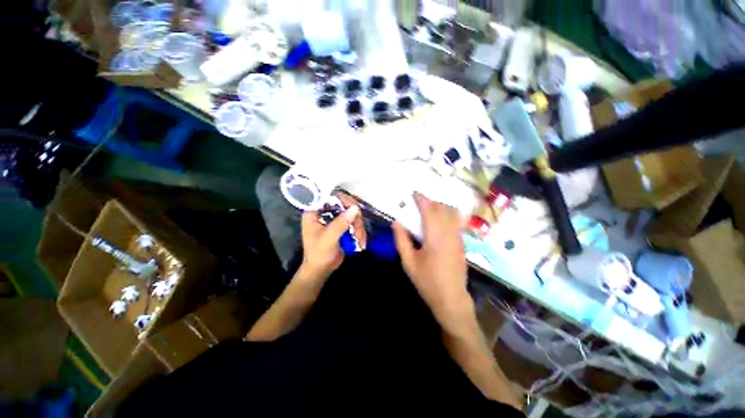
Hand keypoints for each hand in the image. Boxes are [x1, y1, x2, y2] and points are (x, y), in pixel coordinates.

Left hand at [299, 193, 366, 281]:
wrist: (321, 270)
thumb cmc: (319, 254)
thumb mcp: (328, 239)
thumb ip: (340, 223)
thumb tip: (356, 208)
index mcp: (314, 211)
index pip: (329, 196)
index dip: (343, 199)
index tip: (354, 208)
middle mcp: (324, 211)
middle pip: (344, 205)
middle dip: (355, 219)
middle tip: (359, 231)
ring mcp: (334, 218)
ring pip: (352, 214)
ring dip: (359, 227)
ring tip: (361, 241)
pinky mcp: (342, 225)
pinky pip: (355, 222)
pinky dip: (360, 232)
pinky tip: (361, 242)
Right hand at [393, 193, 473, 332]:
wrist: (451, 299)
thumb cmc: (427, 281)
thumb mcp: (408, 262)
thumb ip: (401, 240)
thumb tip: (396, 222)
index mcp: (435, 238)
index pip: (429, 211)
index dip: (422, 200)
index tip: (414, 193)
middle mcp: (449, 234)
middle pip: (442, 209)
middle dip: (431, 201)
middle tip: (419, 201)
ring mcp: (458, 238)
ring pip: (452, 214)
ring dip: (440, 206)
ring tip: (428, 208)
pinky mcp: (462, 243)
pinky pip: (456, 222)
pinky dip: (447, 214)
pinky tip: (439, 219)